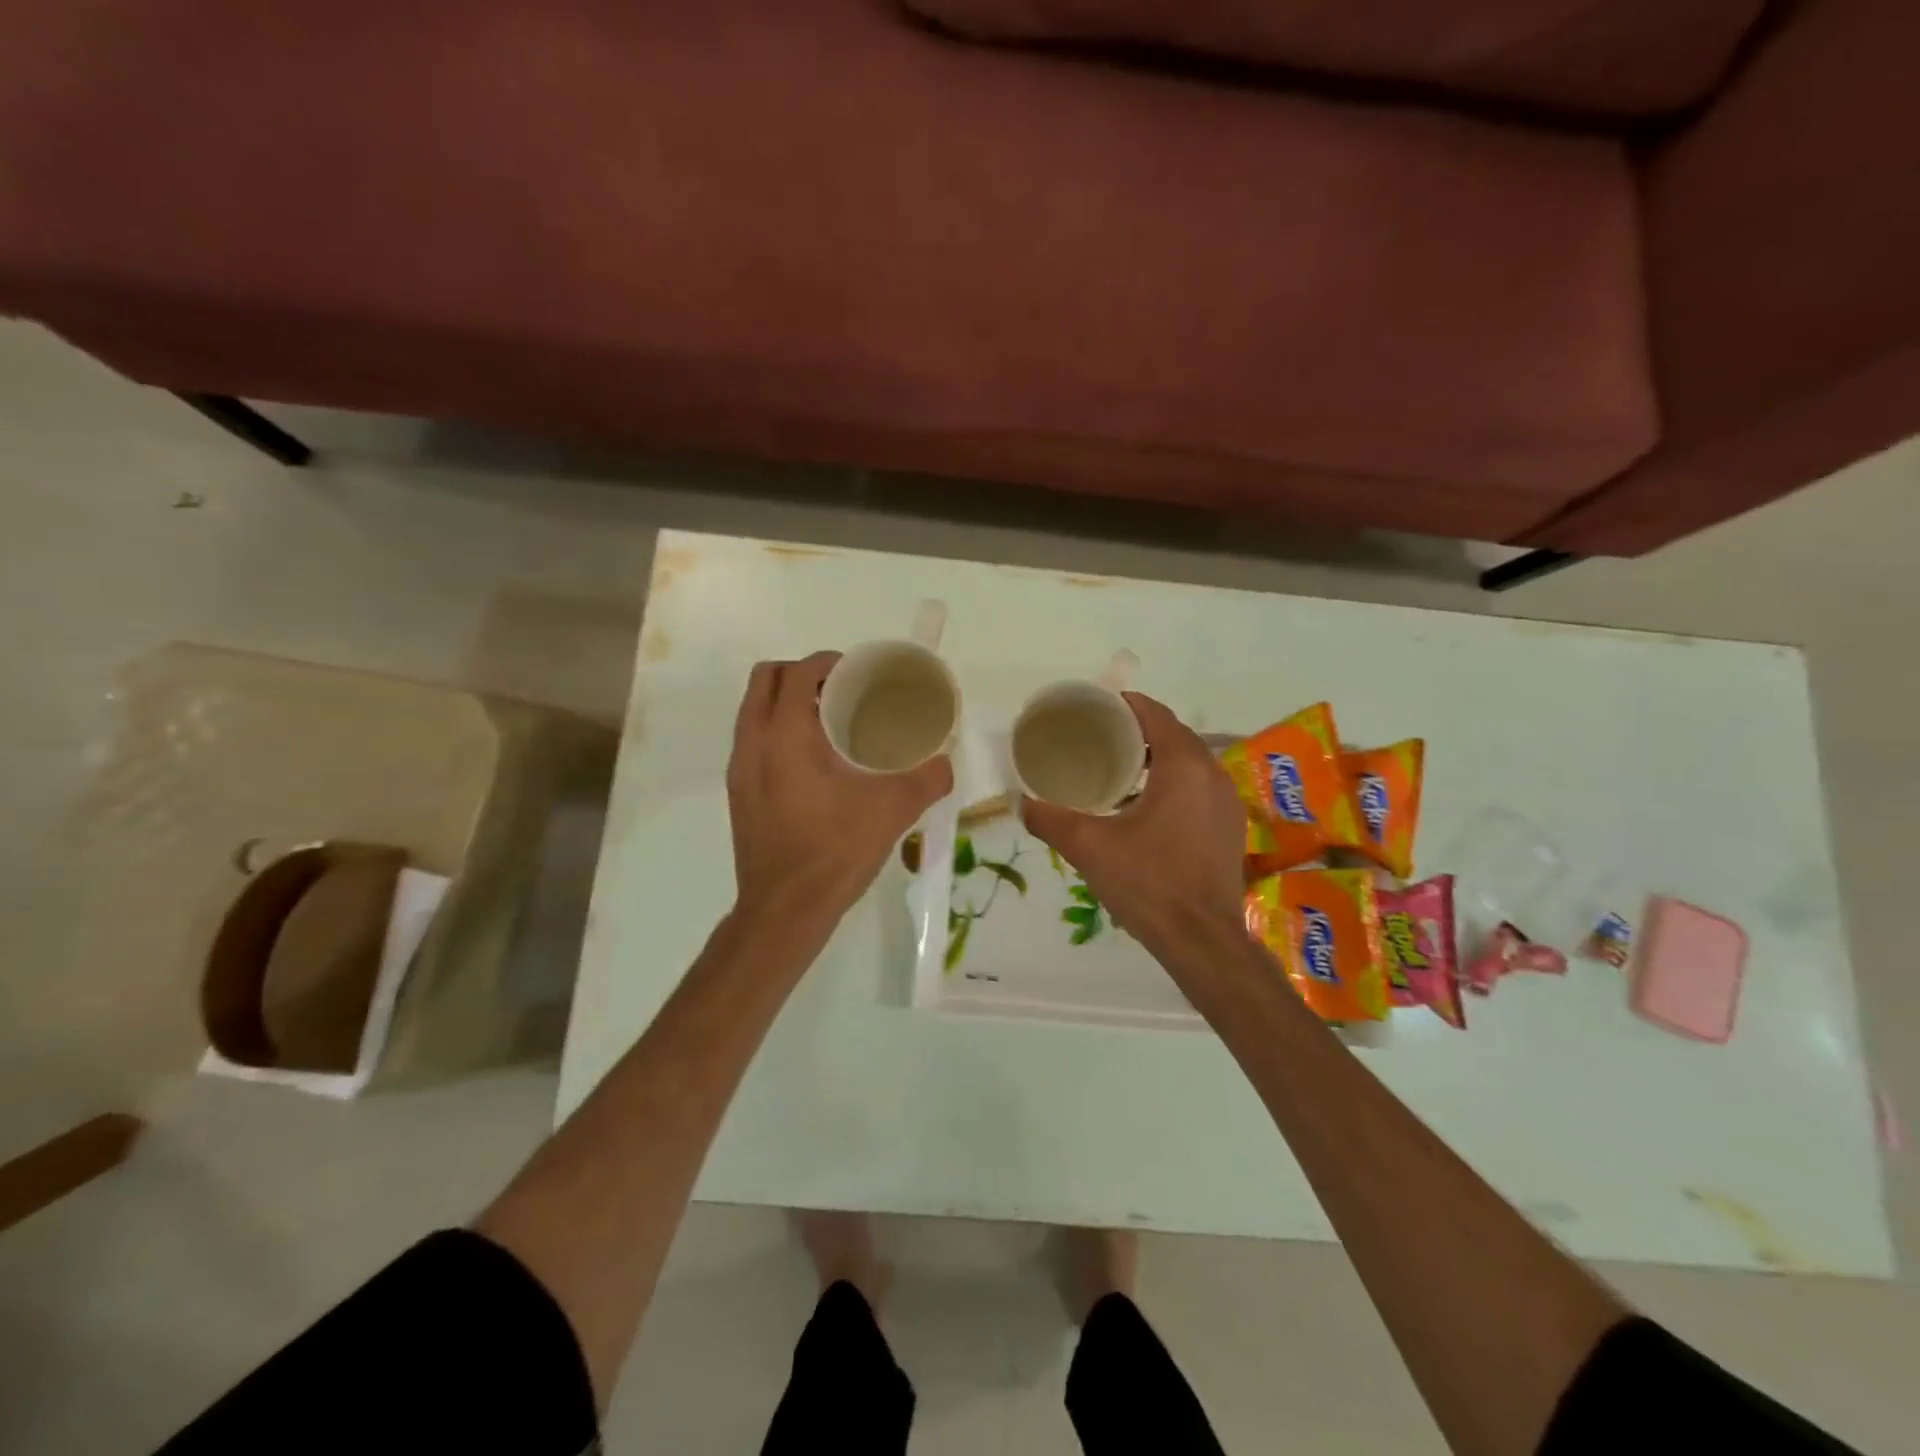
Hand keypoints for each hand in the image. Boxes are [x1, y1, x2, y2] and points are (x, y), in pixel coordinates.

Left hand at [727, 652, 953, 921]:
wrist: (785, 910)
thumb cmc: (835, 851)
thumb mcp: (892, 810)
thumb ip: (927, 779)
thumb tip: (945, 763)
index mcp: (785, 735)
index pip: (798, 672)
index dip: (828, 662)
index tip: (858, 672)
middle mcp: (753, 744)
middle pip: (765, 680)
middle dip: (802, 675)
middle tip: (841, 692)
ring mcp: (740, 770)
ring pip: (755, 711)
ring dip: (787, 703)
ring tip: (830, 723)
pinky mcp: (739, 794)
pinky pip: (754, 742)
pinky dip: (778, 733)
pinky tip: (815, 764)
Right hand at [1022, 693, 1245, 959]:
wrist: (1201, 940)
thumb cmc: (1147, 883)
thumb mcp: (1088, 847)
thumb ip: (1049, 819)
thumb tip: (1020, 803)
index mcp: (1183, 765)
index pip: (1154, 714)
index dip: (1123, 705)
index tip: (1093, 708)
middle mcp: (1212, 774)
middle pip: (1172, 735)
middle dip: (1136, 731)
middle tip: (1096, 738)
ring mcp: (1226, 801)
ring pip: (1188, 762)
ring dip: (1155, 758)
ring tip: (1115, 769)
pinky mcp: (1229, 827)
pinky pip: (1198, 787)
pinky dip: (1172, 783)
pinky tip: (1143, 806)